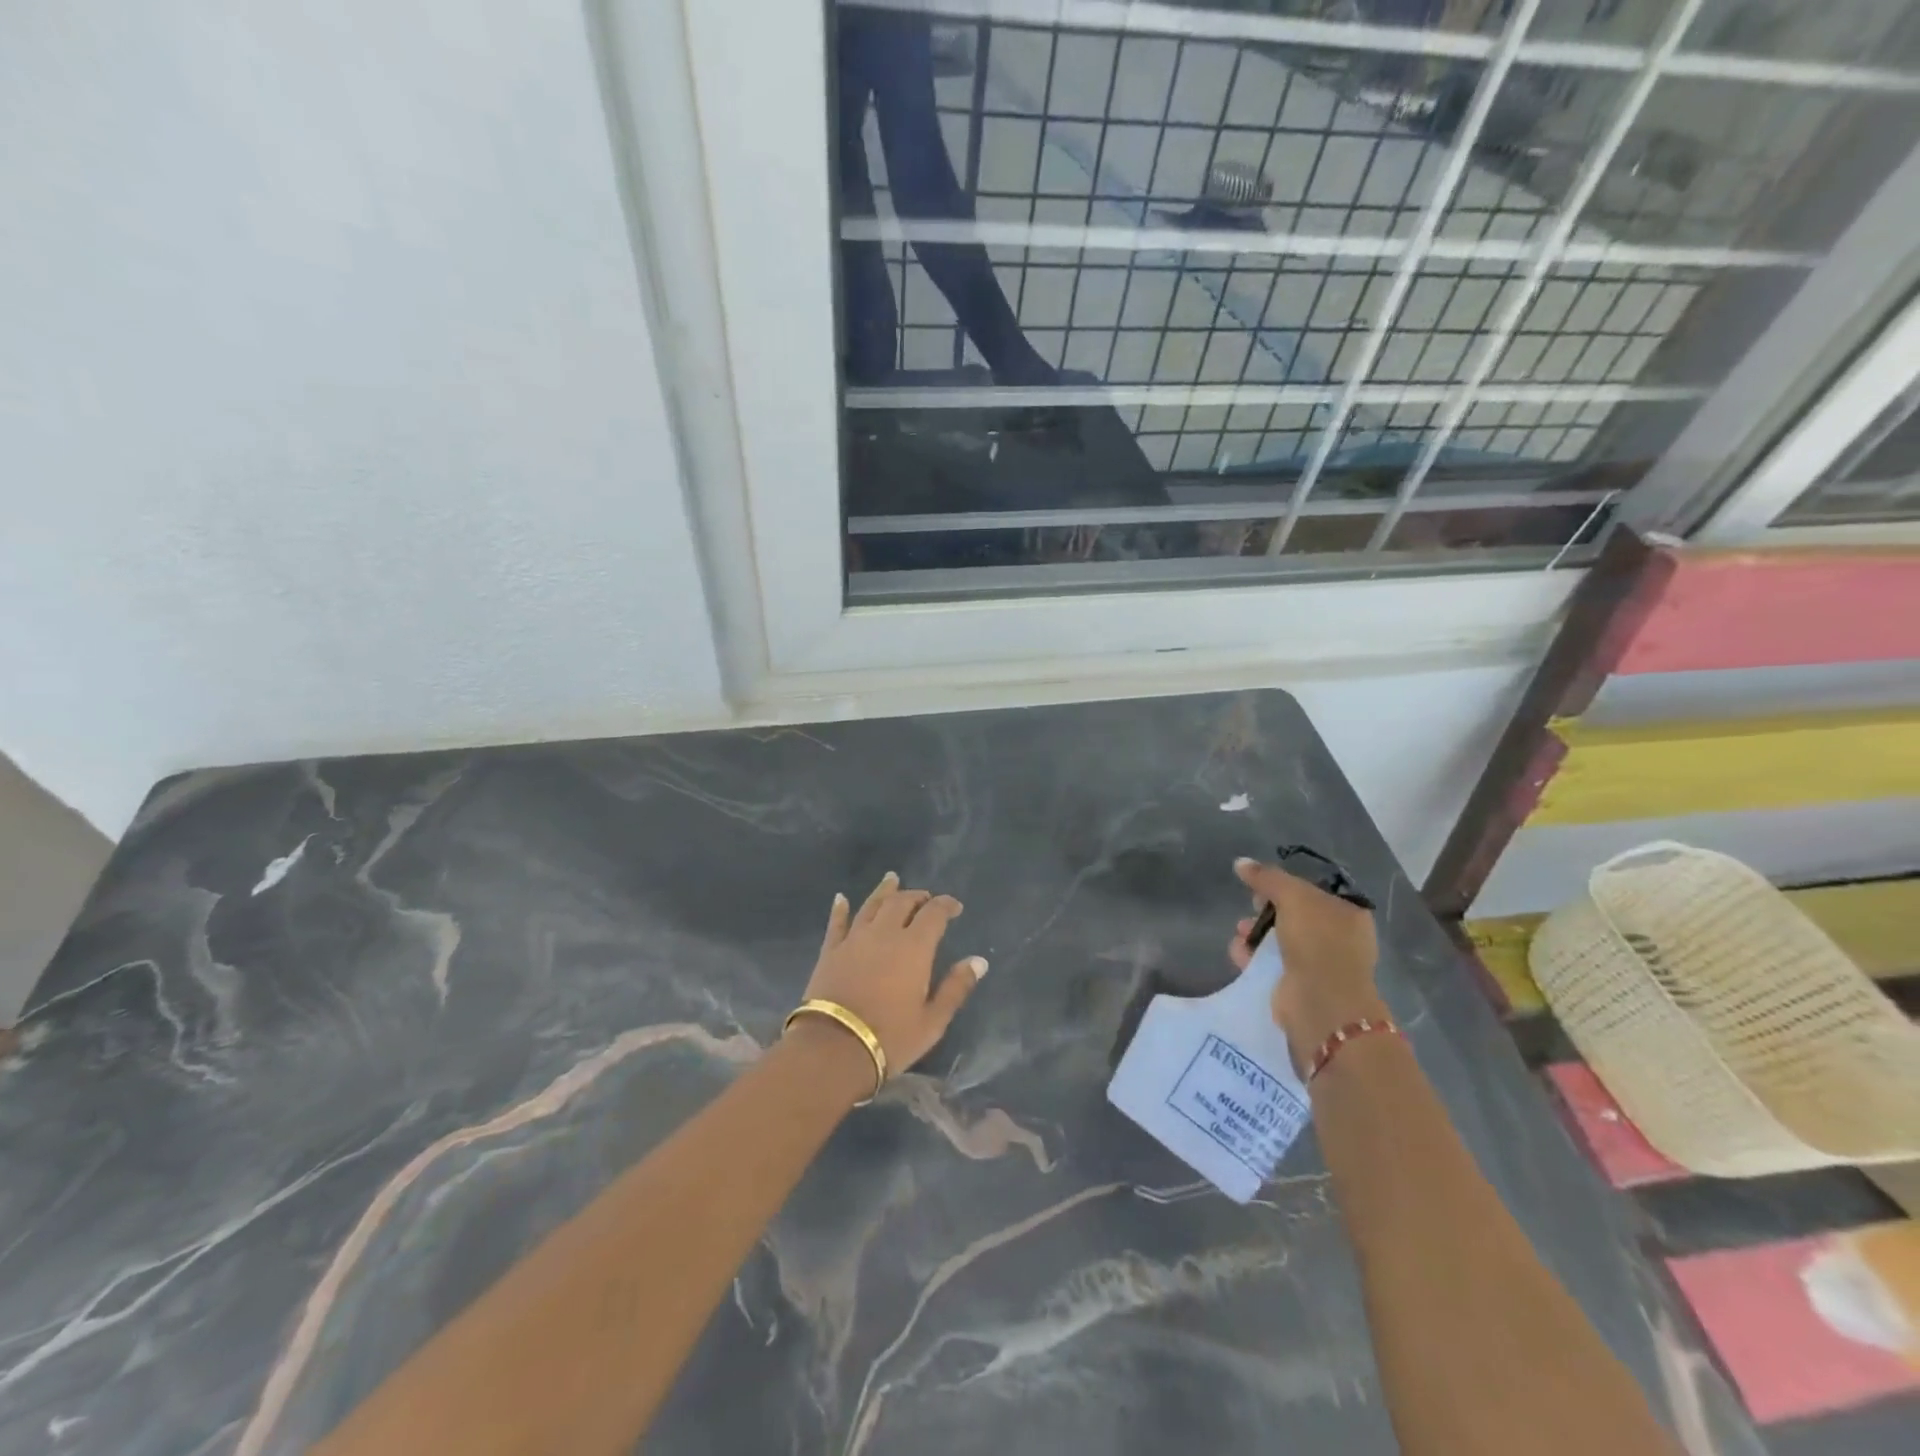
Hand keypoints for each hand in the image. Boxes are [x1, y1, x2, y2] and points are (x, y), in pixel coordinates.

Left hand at [793, 872, 986, 1082]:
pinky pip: (837, 923)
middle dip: (917, 896)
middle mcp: (885, 933)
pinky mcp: (830, 951)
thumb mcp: (933, 1020)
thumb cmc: (891, 1037)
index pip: (934, 914)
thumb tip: (979, 961)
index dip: (946, 905)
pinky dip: (840, 909)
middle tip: (925, 898)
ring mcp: (854, 939)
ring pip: (871, 905)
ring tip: (892, 879)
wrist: (834, 1048)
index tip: (955, 906)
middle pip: (902, 902)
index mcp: (914, 947)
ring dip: (884, 891)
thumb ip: (956, 987)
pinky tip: (841, 898)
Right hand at [1229, 857, 1385, 1073]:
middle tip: (1252, 905)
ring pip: (1280, 939)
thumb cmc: (1317, 940)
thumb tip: (1241, 863)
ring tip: (1241, 930)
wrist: (1321, 1001)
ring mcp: (1318, 964)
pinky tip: (1238, 950)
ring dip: (1256, 932)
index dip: (1287, 884)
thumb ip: (1267, 877)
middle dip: (1267, 909)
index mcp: (1349, 914)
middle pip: (1294, 915)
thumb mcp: (1293, 896)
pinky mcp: (1297, 985)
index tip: (1264, 884)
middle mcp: (1338, 939)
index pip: (1315, 891)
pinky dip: (1252, 955)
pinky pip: (1270, 963)